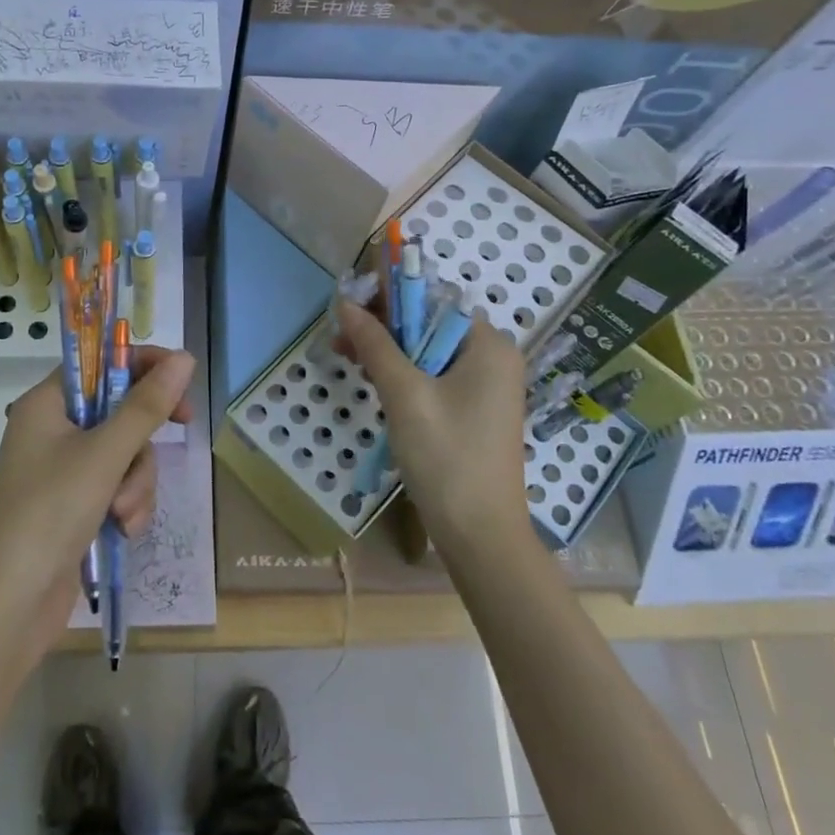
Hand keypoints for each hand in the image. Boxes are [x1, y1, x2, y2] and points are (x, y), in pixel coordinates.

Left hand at [0, 347, 194, 656]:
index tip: (179, 381)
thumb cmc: (49, 513)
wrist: (7, 606)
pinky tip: (123, 531)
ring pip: (125, 455)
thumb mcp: (104, 455)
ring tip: (124, 514)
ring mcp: (64, 472)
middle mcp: (54, 431)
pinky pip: (118, 488)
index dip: (142, 366)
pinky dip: (127, 506)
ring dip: (136, 482)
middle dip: (142, 441)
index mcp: (48, 404)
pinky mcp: (76, 507)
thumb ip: (146, 406)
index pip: (100, 363)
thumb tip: (184, 358)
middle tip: (181, 430)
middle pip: (120, 410)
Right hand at [334, 300, 527, 546]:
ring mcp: (487, 386)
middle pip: (430, 325)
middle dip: (384, 329)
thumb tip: (345, 303)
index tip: (348, 310)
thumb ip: (375, 344)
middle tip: (340, 340)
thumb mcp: (404, 395)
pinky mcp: (476, 410)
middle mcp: (494, 357)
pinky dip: (406, 376)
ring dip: (389, 353)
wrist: (480, 536)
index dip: (389, 299)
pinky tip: (375, 382)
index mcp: (488, 344)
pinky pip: (436, 377)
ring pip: (429, 352)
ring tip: (349, 360)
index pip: (433, 300)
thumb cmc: (446, 457)